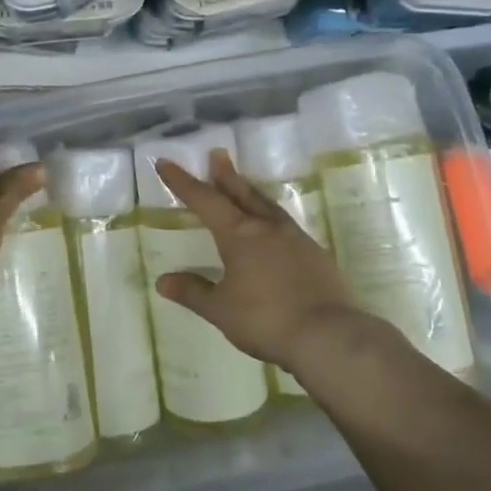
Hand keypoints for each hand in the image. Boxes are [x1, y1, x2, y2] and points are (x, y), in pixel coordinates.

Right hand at [152, 149, 364, 371]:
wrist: (327, 335)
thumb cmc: (265, 319)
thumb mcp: (220, 309)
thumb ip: (193, 292)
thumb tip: (163, 280)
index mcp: (239, 234)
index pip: (205, 200)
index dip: (183, 182)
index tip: (166, 162)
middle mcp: (267, 227)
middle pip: (241, 192)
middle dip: (225, 174)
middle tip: (217, 154)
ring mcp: (295, 238)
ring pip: (266, 205)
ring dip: (250, 191)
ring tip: (242, 184)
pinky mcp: (316, 254)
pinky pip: (286, 224)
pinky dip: (270, 216)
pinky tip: (272, 226)